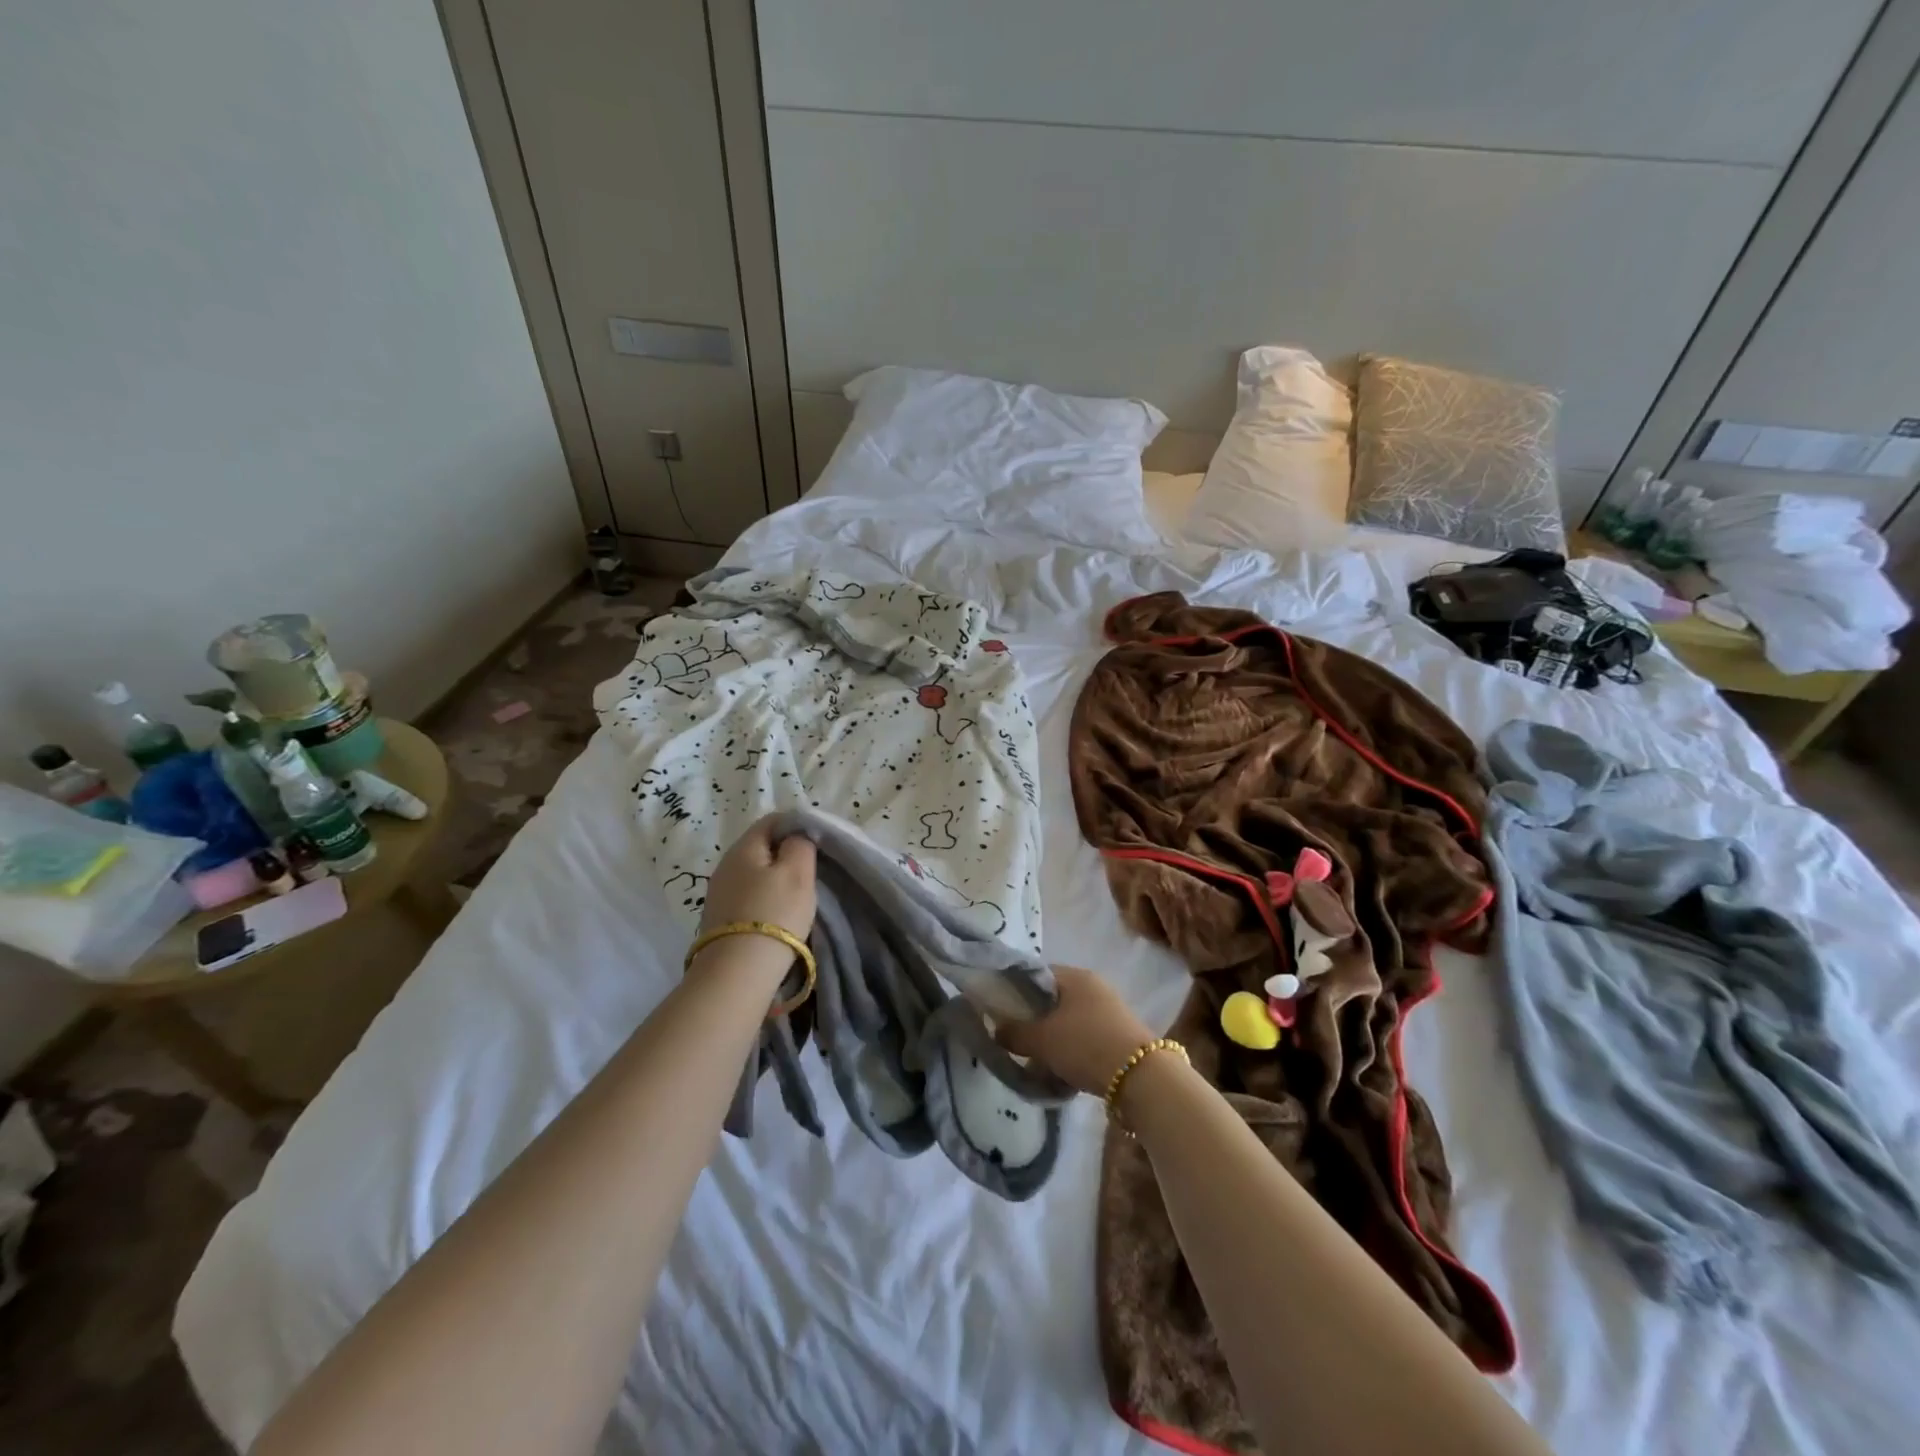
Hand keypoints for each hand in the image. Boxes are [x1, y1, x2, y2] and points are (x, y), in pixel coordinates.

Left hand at [698, 816, 817, 942]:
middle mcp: (725, 866)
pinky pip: (747, 897)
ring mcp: (719, 894)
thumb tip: (796, 836)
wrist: (737, 974)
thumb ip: (800, 844)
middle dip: (786, 854)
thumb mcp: (798, 872)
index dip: (797, 825)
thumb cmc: (774, 915)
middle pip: (761, 848)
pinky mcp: (719, 920)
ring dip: (775, 879)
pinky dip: (765, 900)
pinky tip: (777, 916)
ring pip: (754, 874)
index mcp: (743, 848)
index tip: (818, 843)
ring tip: (798, 896)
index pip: (772, 821)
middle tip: (811, 871)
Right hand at [993, 964, 1156, 1097]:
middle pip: (1053, 1000)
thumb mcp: (1041, 1040)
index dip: (1015, 991)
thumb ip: (1013, 1032)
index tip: (1001, 1013)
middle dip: (1034, 1021)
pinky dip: (1071, 1051)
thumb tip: (996, 1029)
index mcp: (1075, 976)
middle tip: (1017, 1042)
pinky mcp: (1120, 1035)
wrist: (1140, 1077)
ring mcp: (1110, 1011)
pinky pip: (1085, 1038)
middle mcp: (1094, 986)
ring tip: (1038, 1064)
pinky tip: (1062, 1072)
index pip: (1036, 974)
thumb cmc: (1085, 1045)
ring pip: (1069, 1022)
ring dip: (1052, 1040)